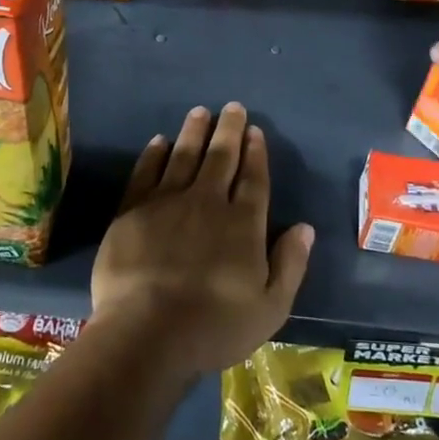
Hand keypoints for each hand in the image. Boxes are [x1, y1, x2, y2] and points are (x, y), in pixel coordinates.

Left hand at [90, 102, 313, 377]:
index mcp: (242, 224)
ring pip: (184, 155)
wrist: (146, 332)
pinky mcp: (133, 210)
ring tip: (200, 112)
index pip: (254, 178)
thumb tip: (305, 227)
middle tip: (233, 107)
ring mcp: (167, 202)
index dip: (256, 153)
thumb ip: (290, 264)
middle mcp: (208, 202)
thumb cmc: (214, 327)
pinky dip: (154, 154)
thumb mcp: (270, 308)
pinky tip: (159, 141)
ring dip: (194, 131)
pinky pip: (146, 172)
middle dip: (229, 130)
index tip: (256, 131)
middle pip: (221, 157)